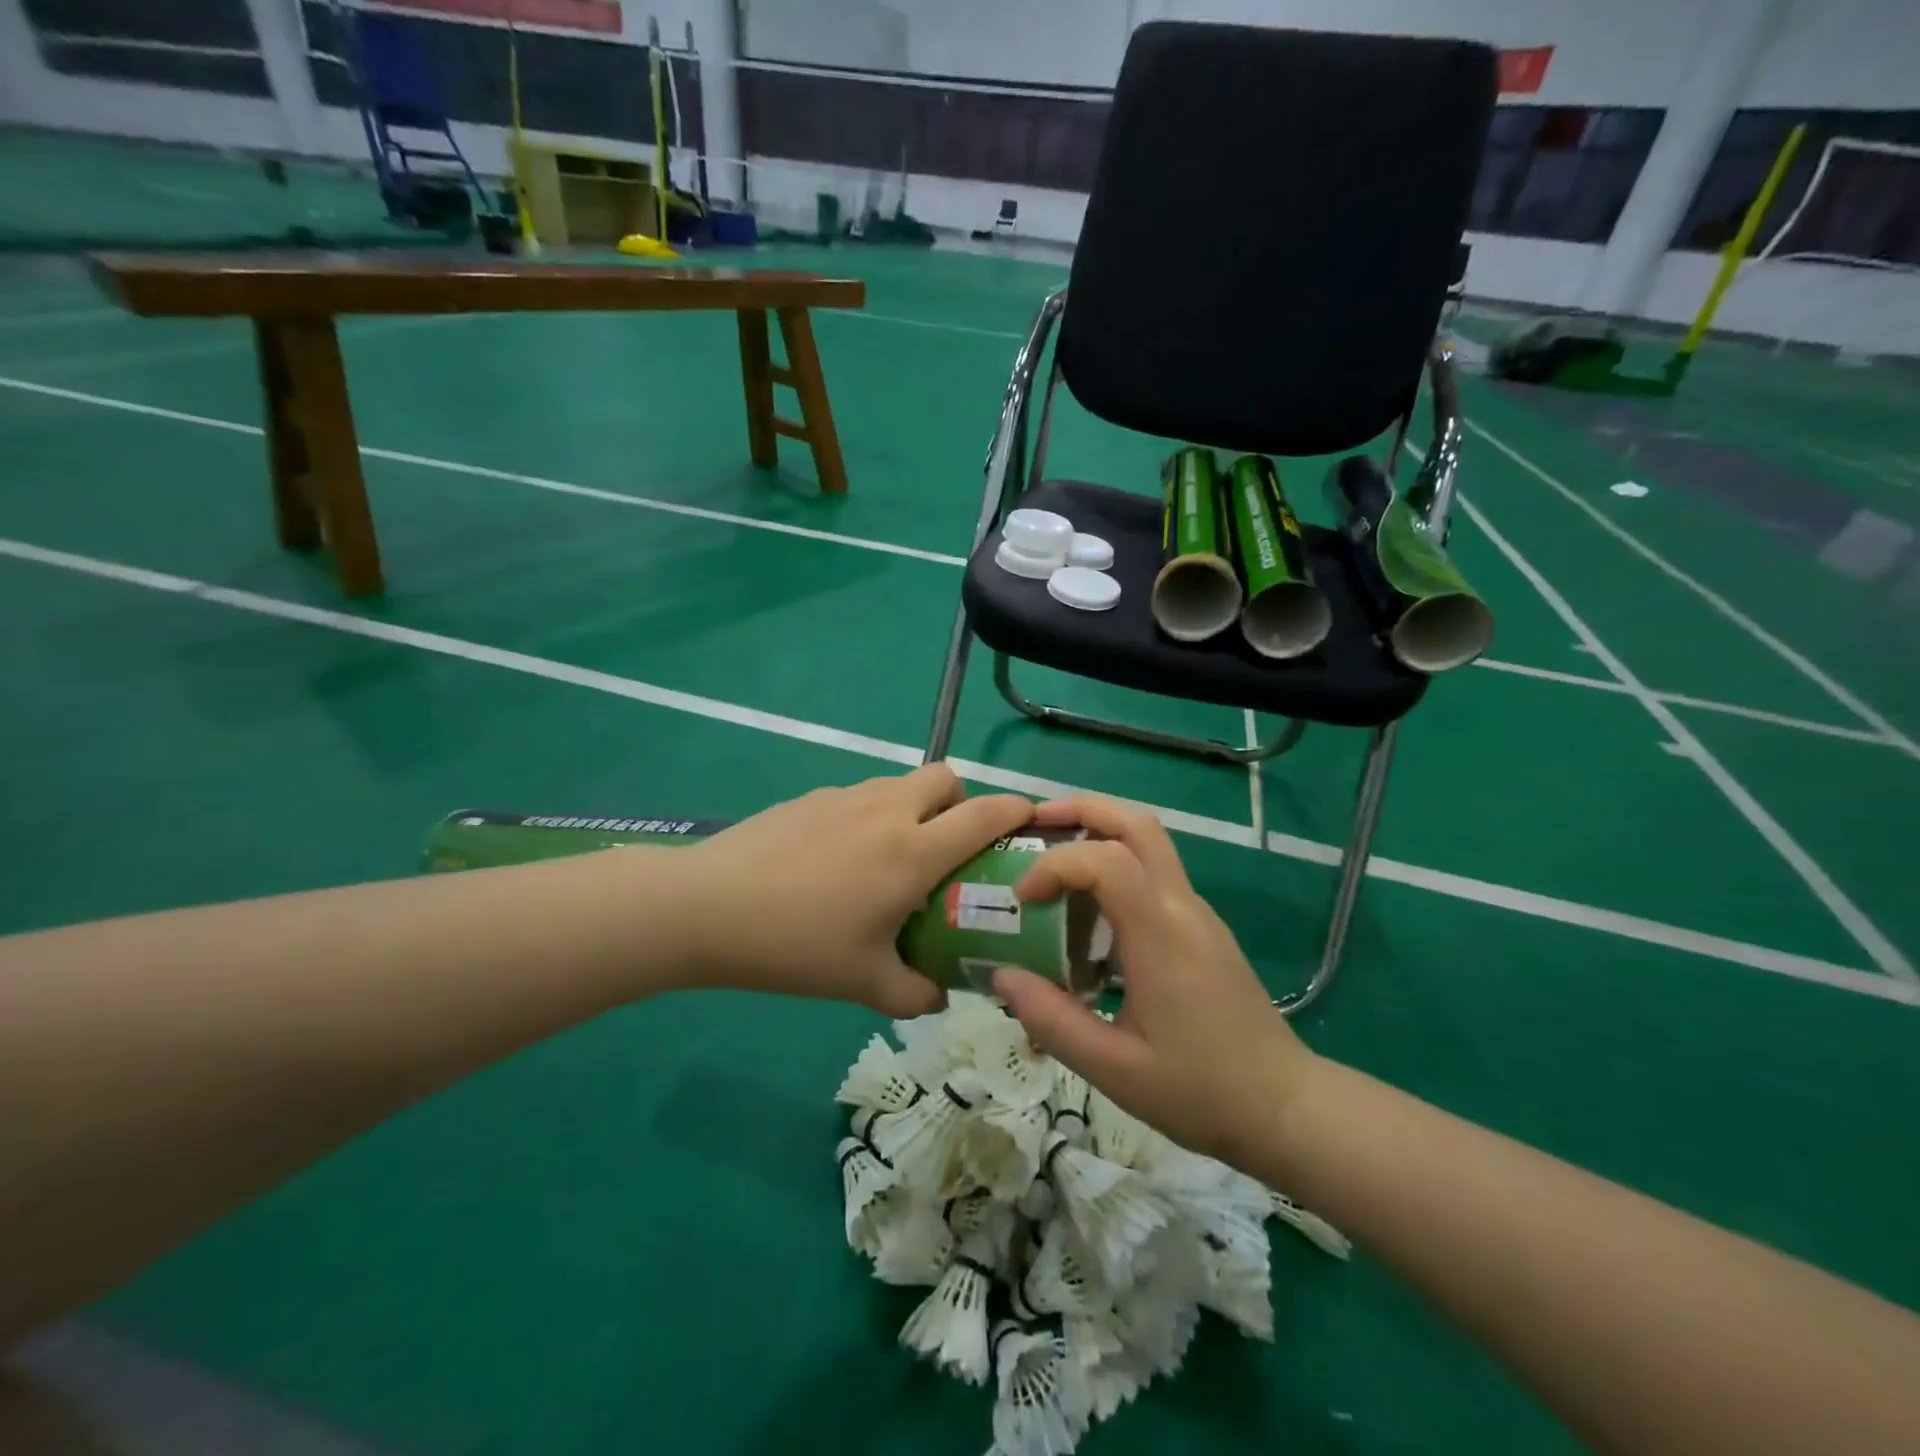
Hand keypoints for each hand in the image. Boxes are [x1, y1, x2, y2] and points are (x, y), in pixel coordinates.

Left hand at [681, 765, 1033, 1016]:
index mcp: (912, 851)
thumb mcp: (863, 983)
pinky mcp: (810, 797)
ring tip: (892, 856)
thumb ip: (915, 993)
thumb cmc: (796, 946)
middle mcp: (887, 810)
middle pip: (945, 777)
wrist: (707, 907)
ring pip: (900, 783)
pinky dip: (871, 815)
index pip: (984, 813)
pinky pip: (860, 795)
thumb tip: (940, 994)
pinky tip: (839, 860)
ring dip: (914, 807)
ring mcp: (845, 796)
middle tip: (948, 847)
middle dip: (961, 801)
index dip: (1016, 810)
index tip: (1029, 822)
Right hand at [992, 796, 1315, 1168]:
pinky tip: (1085, 910)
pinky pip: (1153, 873)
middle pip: (1137, 824)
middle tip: (1032, 823)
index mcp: (1162, 936)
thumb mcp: (1114, 1069)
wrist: (1285, 1107)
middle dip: (1080, 810)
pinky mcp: (1201, 927)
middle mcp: (1182, 907)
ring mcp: (1196, 912)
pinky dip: (1113, 864)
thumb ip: (1052, 1020)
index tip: (1022, 898)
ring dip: (1097, 831)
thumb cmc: (1200, 1090)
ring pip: (1149, 841)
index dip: (1055, 864)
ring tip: (1050, 859)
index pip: (1107, 861)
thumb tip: (1001, 974)